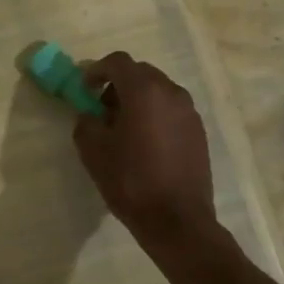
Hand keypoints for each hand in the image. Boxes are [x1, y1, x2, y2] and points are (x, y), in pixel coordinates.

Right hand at [72, 52, 219, 253]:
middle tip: (102, 108)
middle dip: (118, 84)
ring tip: (124, 128)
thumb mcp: (93, 150)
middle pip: (140, 73)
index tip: (85, 88)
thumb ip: (86, 122)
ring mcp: (189, 112)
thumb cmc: (131, 181)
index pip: (118, 62)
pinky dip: (155, 114)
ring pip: (158, 91)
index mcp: (144, 91)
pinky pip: (171, 110)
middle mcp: (171, 93)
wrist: (177, 221)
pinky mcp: (199, 132)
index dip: (97, 70)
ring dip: (138, 99)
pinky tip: (145, 143)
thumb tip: (90, 115)